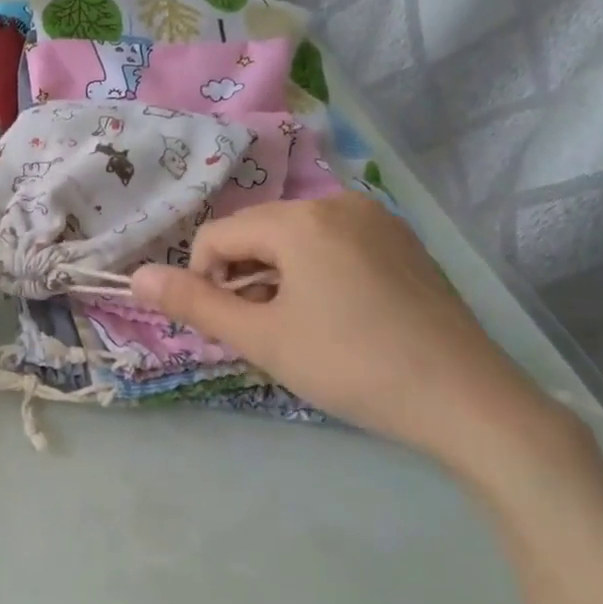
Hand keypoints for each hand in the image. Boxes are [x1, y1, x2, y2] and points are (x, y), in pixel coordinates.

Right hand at [130, 197, 585, 485]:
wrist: (468, 400)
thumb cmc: (351, 365)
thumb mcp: (262, 338)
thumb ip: (194, 304)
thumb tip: (135, 277)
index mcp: (301, 219)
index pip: (217, 235)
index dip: (205, 281)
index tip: (228, 327)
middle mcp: (339, 203)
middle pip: (257, 232)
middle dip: (243, 279)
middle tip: (264, 332)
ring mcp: (378, 220)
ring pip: (295, 239)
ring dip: (277, 278)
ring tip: (300, 329)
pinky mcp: (404, 243)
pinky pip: (335, 245)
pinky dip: (316, 274)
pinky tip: (338, 318)